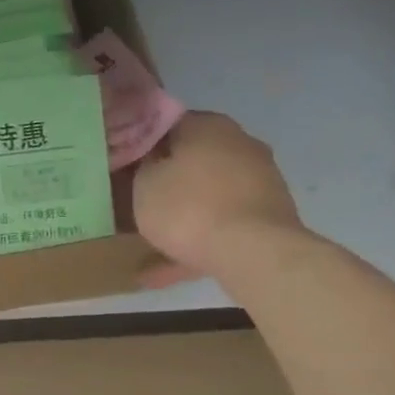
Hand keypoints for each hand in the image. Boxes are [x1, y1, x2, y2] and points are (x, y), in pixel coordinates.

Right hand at [131, 113, 303, 283]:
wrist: (253, 252)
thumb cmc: (188, 208)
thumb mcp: (144, 184)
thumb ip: (143, 167)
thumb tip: (150, 161)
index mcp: (208, 126)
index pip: (167, 124)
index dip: (142, 144)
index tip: (125, 165)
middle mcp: (239, 144)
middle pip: (192, 160)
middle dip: (167, 181)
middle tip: (138, 200)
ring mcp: (259, 180)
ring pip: (208, 195)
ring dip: (182, 216)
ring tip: (148, 245)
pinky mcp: (269, 215)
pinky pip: (222, 224)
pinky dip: (198, 241)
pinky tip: (168, 270)